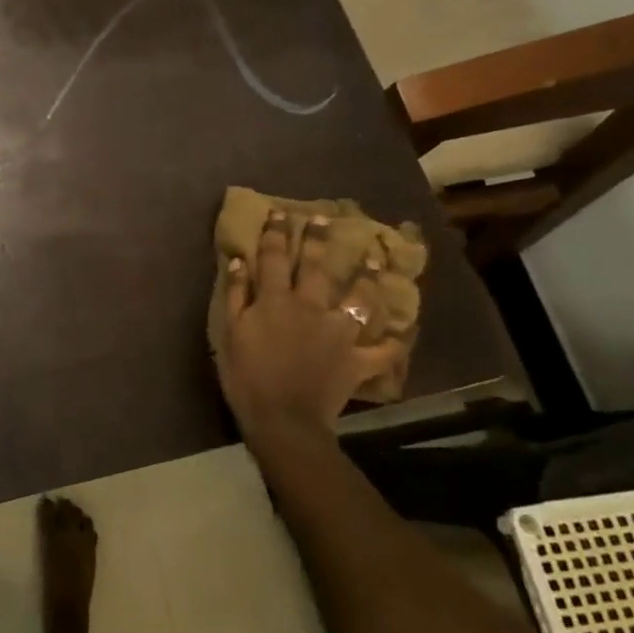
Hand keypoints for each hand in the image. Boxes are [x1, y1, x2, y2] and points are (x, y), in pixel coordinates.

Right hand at [213, 209, 402, 456]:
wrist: (282, 419)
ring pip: (358, 298)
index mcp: (275, 300)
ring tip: (375, 260)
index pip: (274, 258)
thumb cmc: (247, 376)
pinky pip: (383, 350)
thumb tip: (238, 260)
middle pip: (316, 267)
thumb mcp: (229, 333)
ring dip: (368, 277)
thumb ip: (235, 295)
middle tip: (325, 218)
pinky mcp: (357, 360)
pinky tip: (404, 331)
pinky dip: (395, 342)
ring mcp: (339, 332)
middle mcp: (310, 307)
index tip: (280, 213)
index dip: (276, 233)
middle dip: (319, 240)